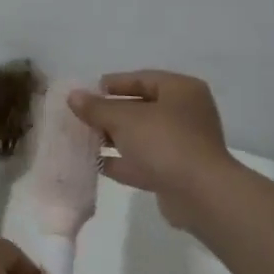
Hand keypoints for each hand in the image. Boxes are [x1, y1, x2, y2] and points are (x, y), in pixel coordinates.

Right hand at [68, 71, 239, 227]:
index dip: (113, 84)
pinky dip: (121, 161)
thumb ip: (96, 108)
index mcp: (180, 90)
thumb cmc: (164, 142)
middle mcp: (185, 114)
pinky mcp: (176, 173)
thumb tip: (73, 96)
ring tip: (82, 139)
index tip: (86, 92)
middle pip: (140, 107)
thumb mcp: (124, 119)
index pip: (142, 78)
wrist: (201, 195)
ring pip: (140, 136)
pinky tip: (94, 163)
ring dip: (113, 138)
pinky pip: (143, 161)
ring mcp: (182, 145)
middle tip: (81, 116)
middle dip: (109, 113)